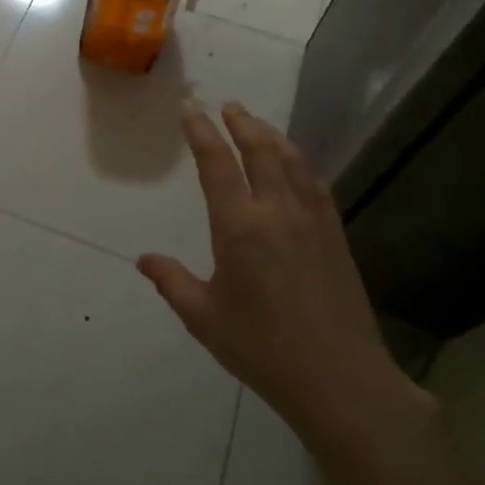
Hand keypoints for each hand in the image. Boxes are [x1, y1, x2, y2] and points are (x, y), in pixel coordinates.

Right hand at [137, 104, 427, 462]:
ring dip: (271, 135)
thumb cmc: (262, 349)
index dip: (201, 132)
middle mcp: (277, 211)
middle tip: (228, 105)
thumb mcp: (204, 318)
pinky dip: (299, 162)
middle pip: (260, 149)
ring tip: (257, 124)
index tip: (190, 110)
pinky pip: (315, 182)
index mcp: (239, 227)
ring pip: (292, 160)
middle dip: (241, 122)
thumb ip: (172, 282)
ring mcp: (312, 220)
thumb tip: (144, 260)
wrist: (340, 379)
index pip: (216, 164)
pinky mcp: (335, 234)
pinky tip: (294, 164)